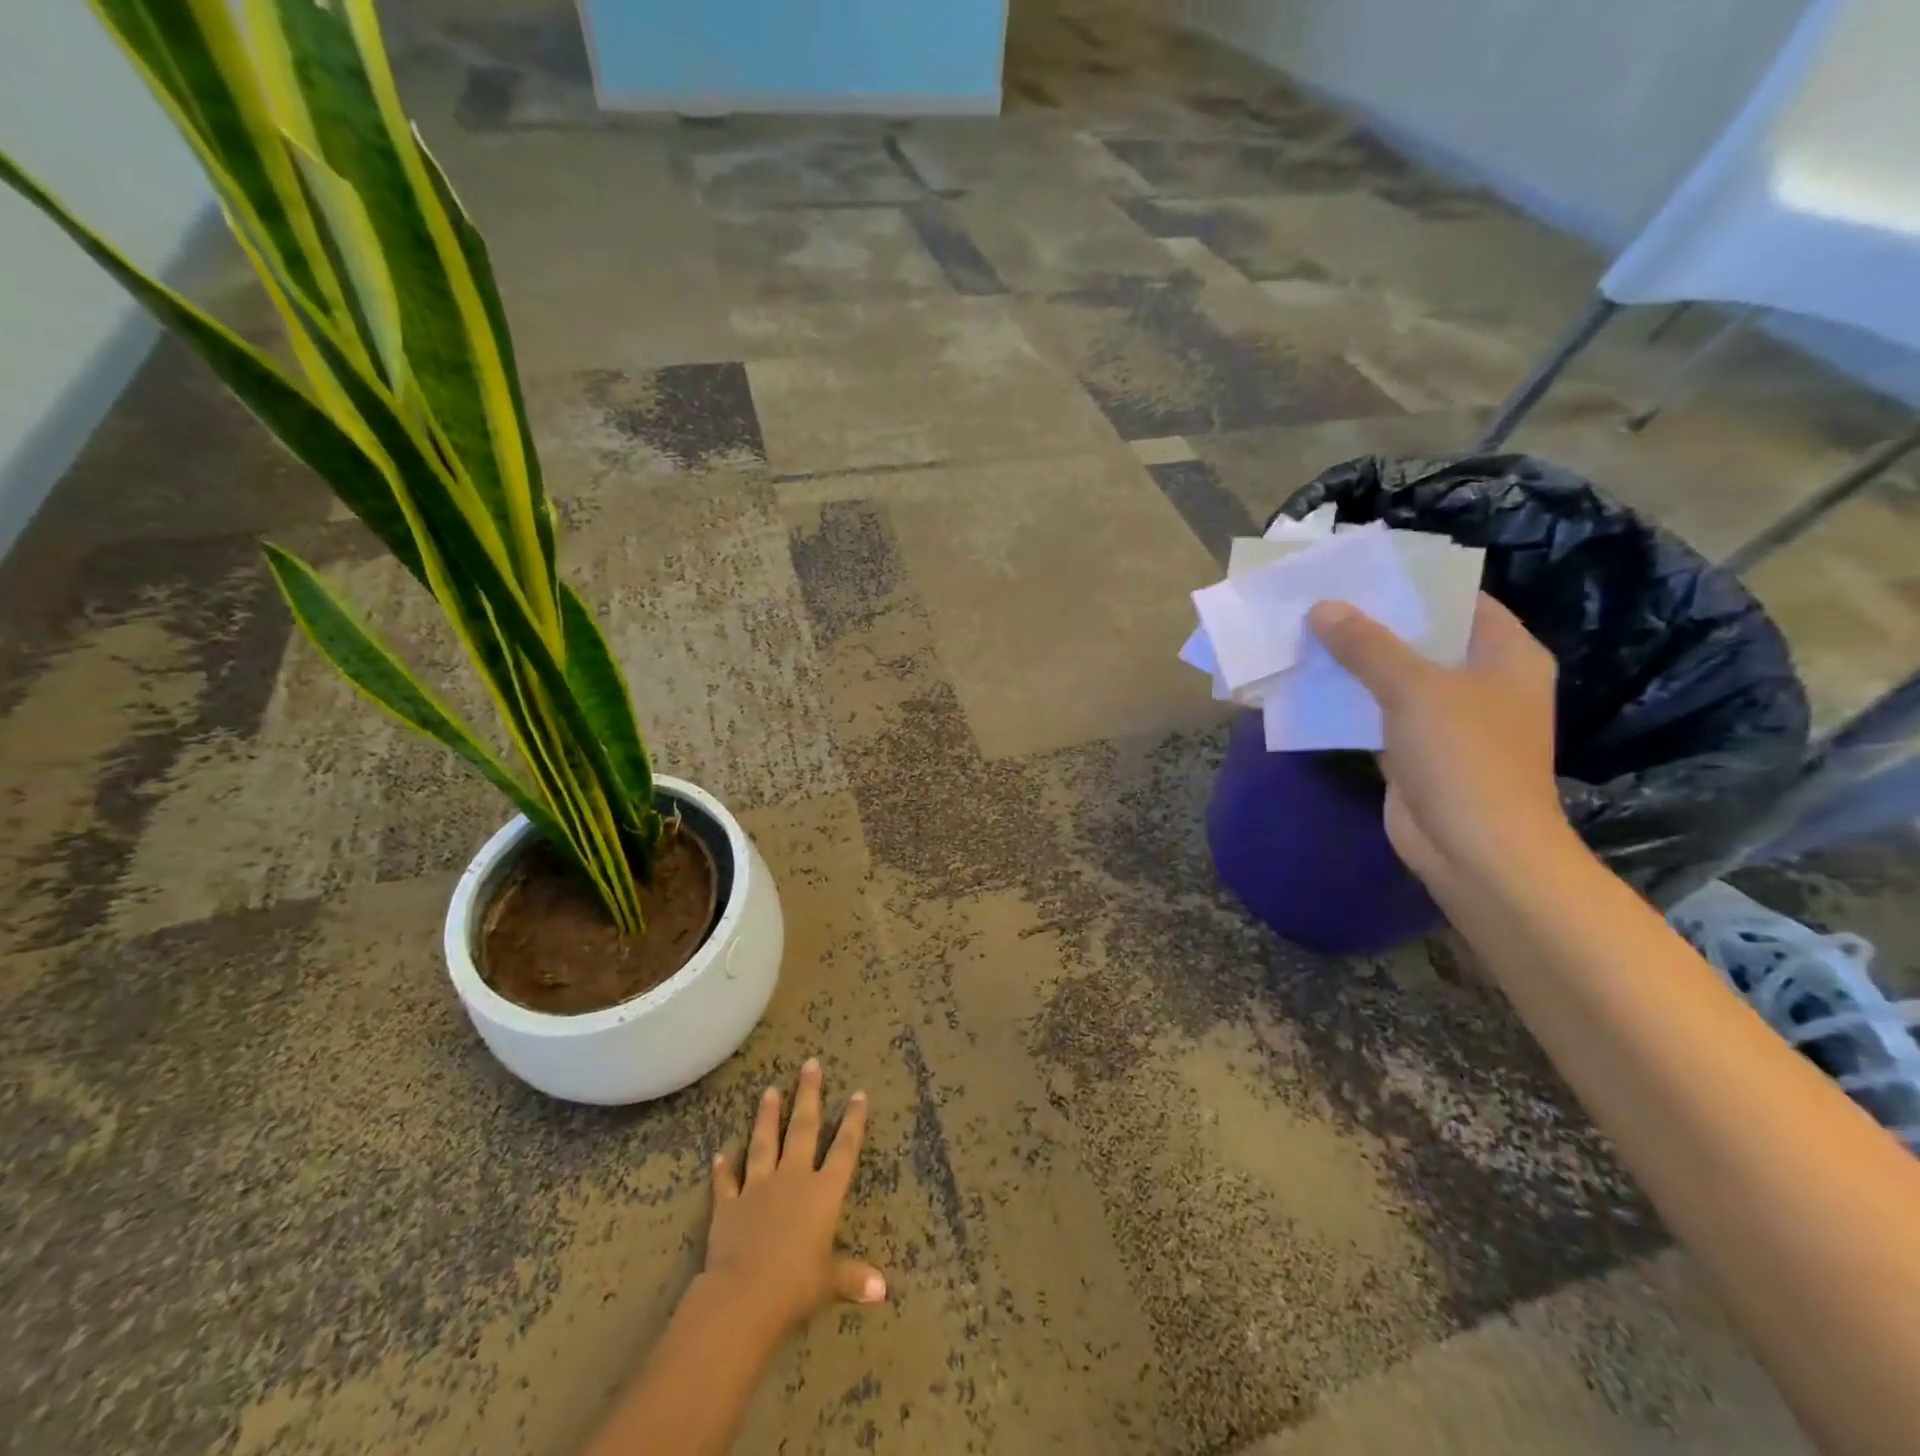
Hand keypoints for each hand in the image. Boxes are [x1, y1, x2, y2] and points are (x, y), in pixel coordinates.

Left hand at [704, 1058, 883, 1340]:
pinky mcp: (729, 1205)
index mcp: (823, 1193)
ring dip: (767, 1117)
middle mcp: (793, 1179)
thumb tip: (882, 1291)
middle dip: (808, 1095)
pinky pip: (726, 1183)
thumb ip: (853, 1277)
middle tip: (810, 1064)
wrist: (744, 1294)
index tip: (858, 1093)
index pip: (844, 1149)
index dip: (852, 1121)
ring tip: (769, 1090)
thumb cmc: (796, 1285)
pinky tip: (719, 1154)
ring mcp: (758, 1188)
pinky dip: (722, 1169)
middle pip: (803, 1129)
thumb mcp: (830, 1282)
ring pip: (765, 1143)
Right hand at [1307, 593, 1573, 887]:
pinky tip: (1309, 686)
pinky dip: (1349, 702)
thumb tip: (1322, 607)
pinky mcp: (1418, 751)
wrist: (1474, 849)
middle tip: (1319, 600)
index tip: (1360, 570)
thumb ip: (1367, 645)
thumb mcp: (1414, 688)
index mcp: (1505, 654)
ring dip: (1354, 663)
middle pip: (1423, 638)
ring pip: (1395, 678)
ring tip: (1304, 635)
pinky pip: (1378, 714)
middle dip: (1372, 622)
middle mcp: (1482, 681)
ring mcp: (1450, 720)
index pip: (1459, 600)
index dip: (1412, 583)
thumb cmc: (1463, 756)